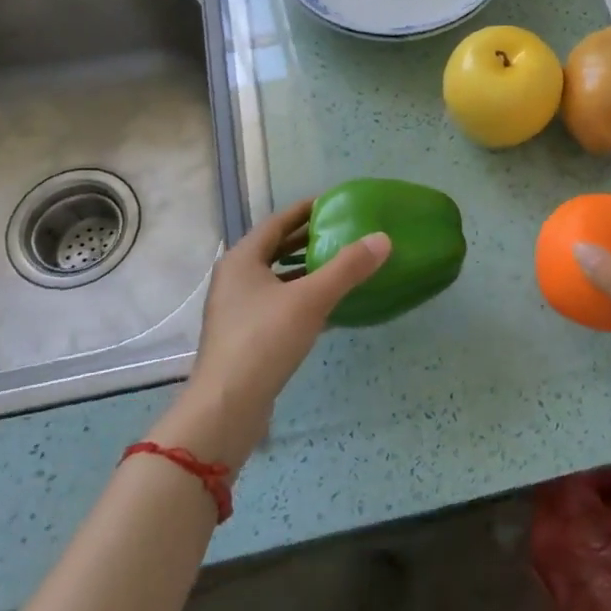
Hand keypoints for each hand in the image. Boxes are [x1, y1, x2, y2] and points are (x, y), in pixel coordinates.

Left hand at [162, 197, 389, 469]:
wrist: (227, 407)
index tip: (334, 203)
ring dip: (305, 270)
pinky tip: (330, 306)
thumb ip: (347, 268)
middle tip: (343, 232)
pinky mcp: (246, 337)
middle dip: (307, 240)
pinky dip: (302, 298)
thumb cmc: (264, 341)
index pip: (277, 222)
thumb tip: (383, 239)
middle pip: (275, 249)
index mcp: (242, 260)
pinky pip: (279, 305)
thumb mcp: (311, 299)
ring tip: (341, 265)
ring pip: (277, 279)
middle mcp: (235, 279)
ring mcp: (237, 310)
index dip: (305, 210)